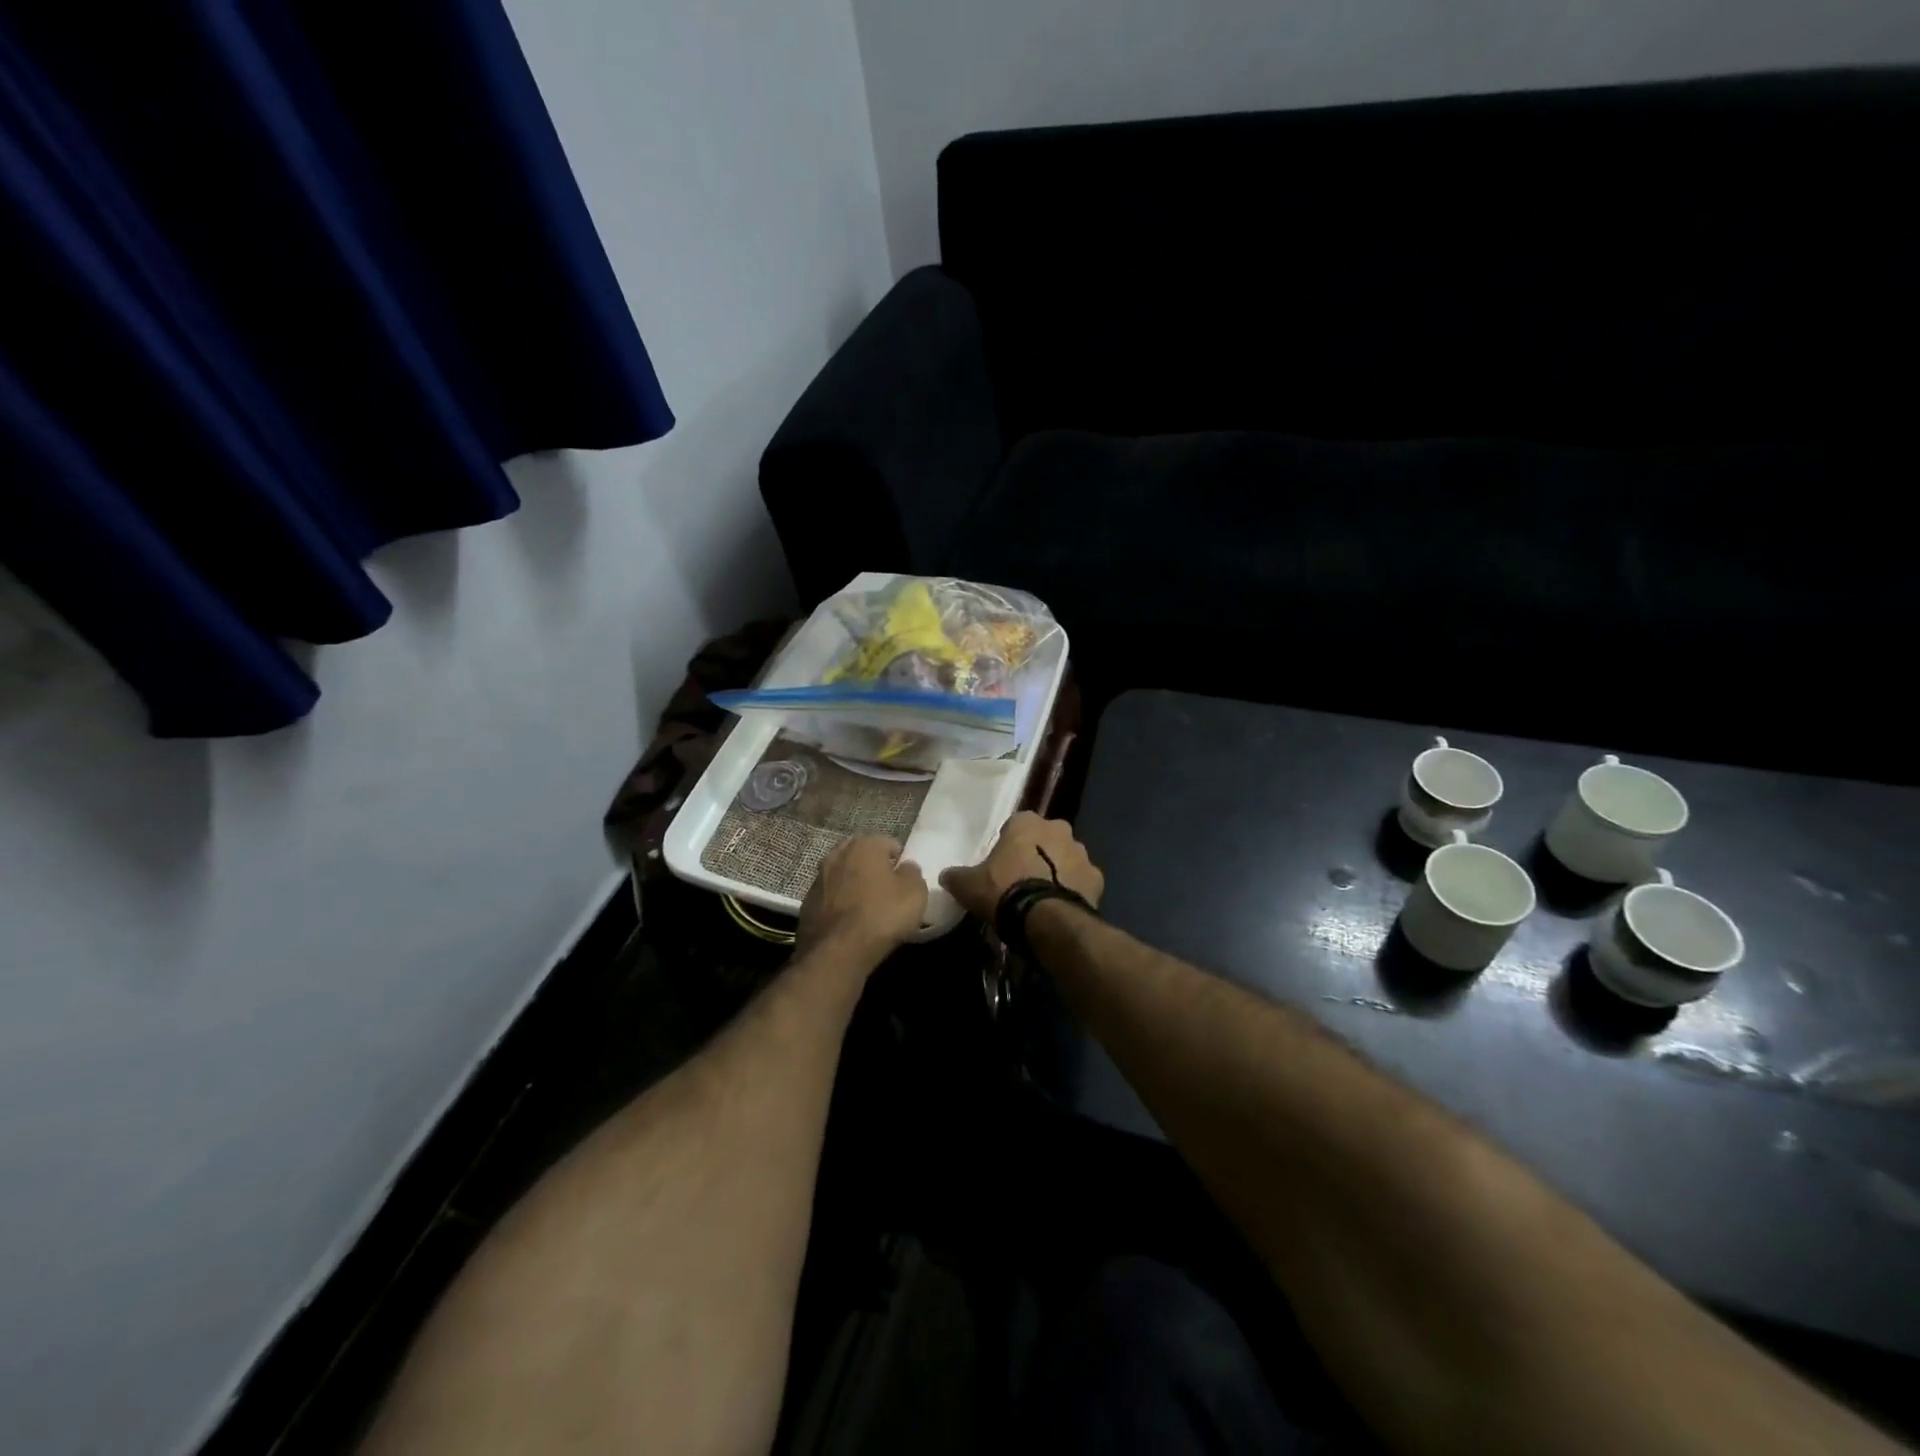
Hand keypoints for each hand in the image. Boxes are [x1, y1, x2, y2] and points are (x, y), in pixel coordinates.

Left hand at [796, 836, 928, 963]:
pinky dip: (839, 903)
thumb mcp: (915, 893)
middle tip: (886, 890)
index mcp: (864, 845)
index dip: (899, 860)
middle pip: (862, 855)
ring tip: (866, 907)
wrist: (836, 952)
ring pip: (843, 875)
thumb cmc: (881, 915)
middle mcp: (837, 854)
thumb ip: (912, 873)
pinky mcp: (806, 903)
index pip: (888, 843)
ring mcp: (818, 878)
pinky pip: (830, 896)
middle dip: (873, 868)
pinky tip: (848, 921)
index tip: (905, 880)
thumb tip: (906, 868)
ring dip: (853, 884)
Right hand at [940, 812, 1103, 920]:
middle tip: (1022, 878)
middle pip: (1045, 838)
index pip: (1016, 825)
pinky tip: (1060, 906)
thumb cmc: (1003, 891)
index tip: (1001, 864)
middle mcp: (1058, 829)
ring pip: (1066, 857)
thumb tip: (945, 876)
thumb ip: (957, 876)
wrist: (1045, 919)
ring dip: (1057, 869)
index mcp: (1027, 822)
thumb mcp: (969, 885)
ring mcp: (1082, 853)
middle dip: (1037, 853)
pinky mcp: (1097, 878)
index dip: (1008, 844)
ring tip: (1042, 895)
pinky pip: (1081, 880)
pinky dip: (1074, 889)